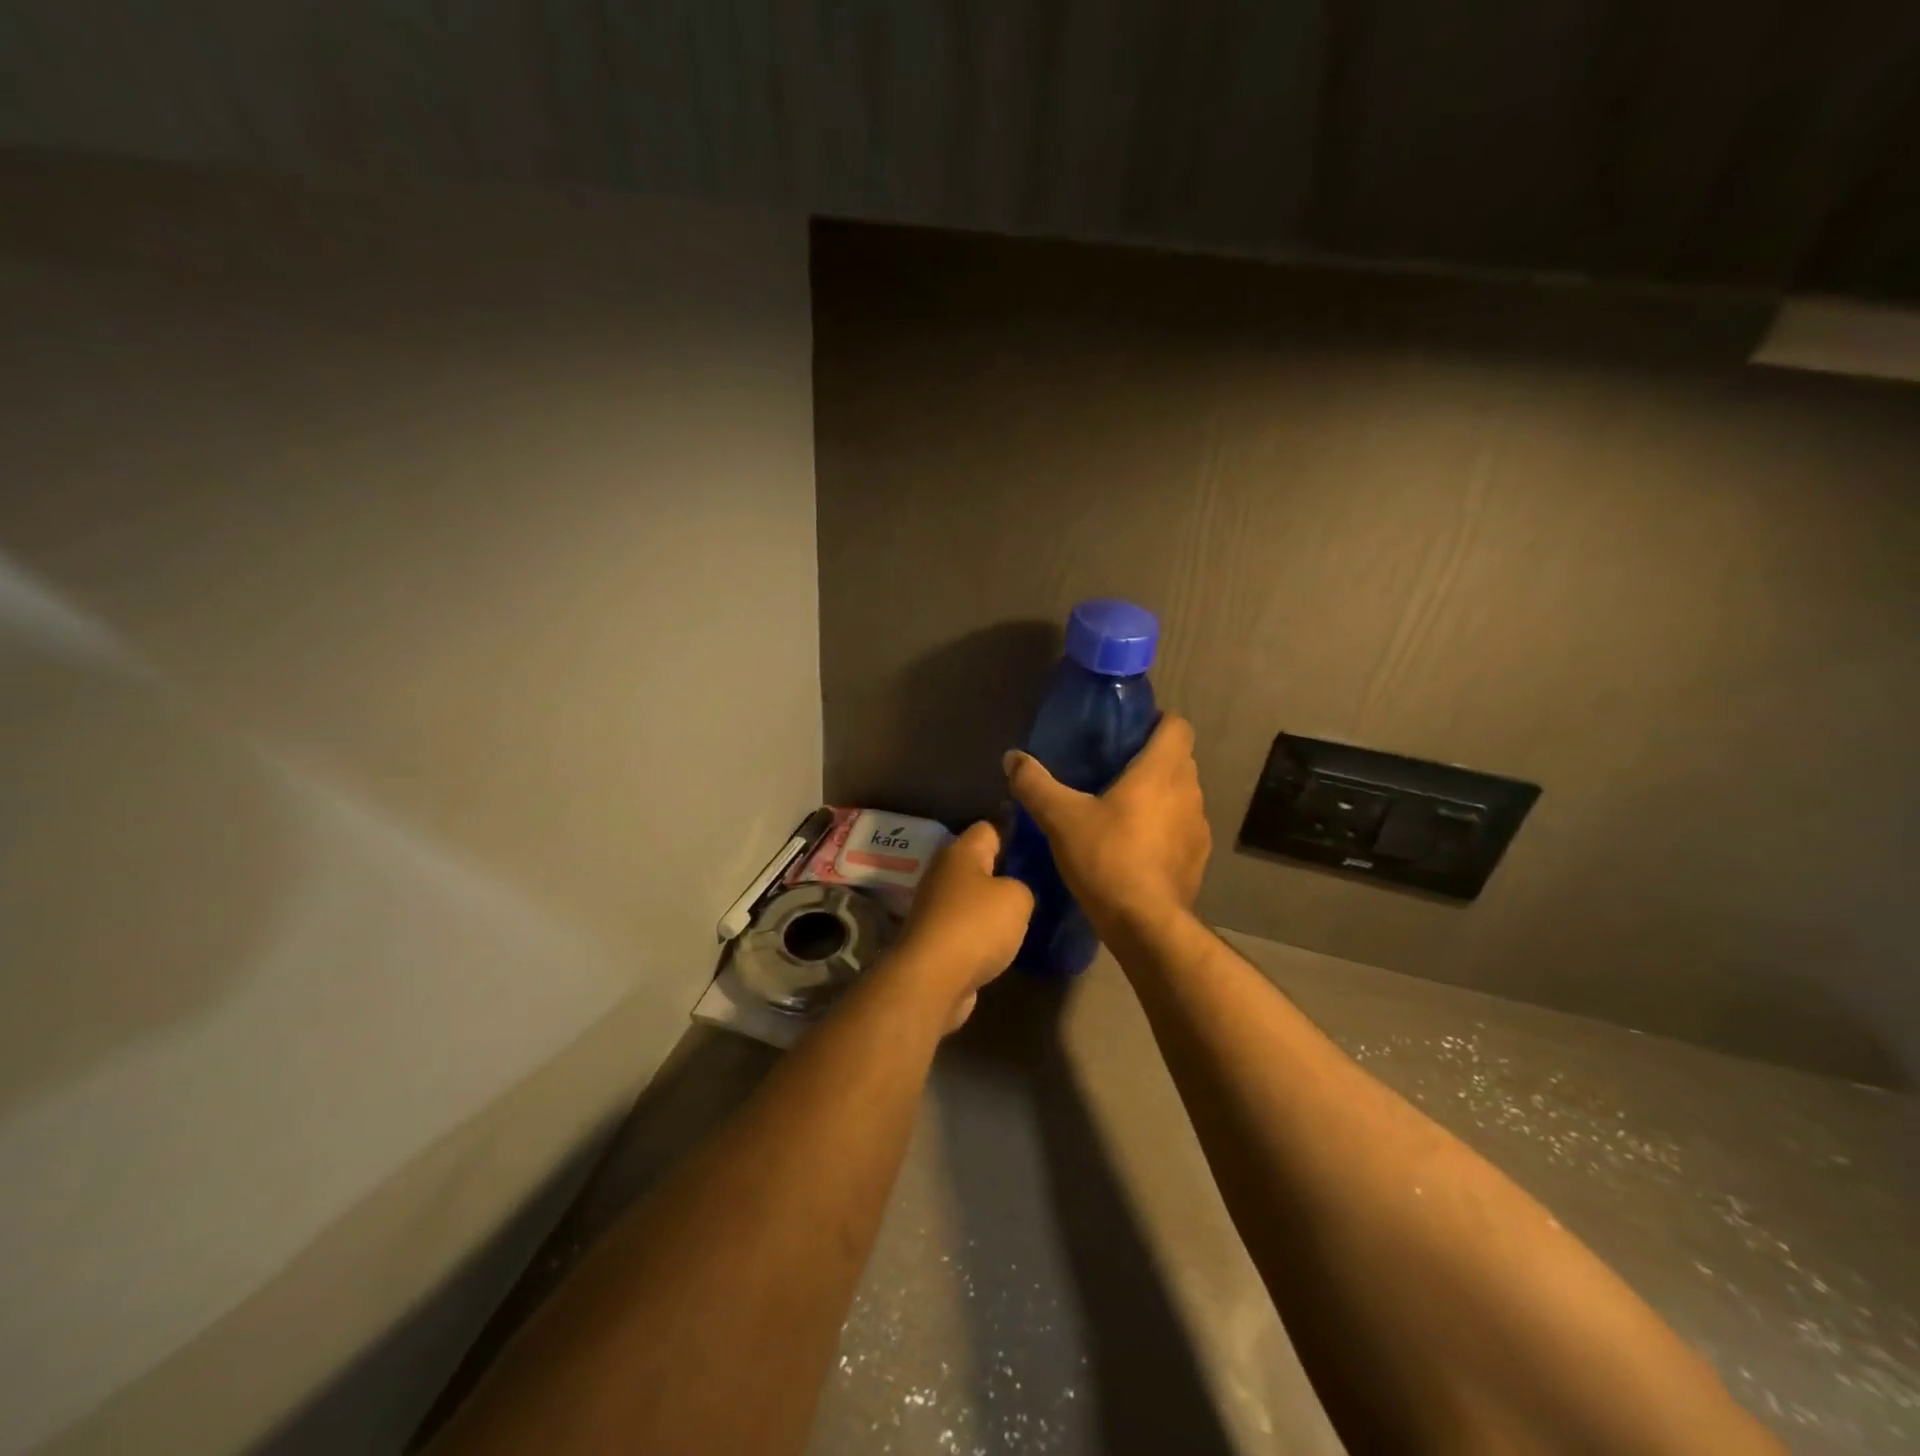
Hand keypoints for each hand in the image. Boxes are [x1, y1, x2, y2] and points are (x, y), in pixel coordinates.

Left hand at [890, 821, 1033, 1031]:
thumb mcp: (1017, 897)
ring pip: (974, 896)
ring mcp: (937, 907)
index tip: (1041, 844)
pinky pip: (968, 925)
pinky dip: (985, 933)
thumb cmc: (976, 925)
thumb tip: (1014, 892)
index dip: (1016, 832)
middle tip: (1041, 880)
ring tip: (1029, 912)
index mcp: (961, 852)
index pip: (990, 827)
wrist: (932, 980)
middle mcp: (944, 873)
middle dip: (1007, 871)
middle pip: (980, 863)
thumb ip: (1023, 885)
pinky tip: (1007, 941)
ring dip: (996, 905)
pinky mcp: (936, 938)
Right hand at [1004, 713, 1210, 940]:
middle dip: (1153, 757)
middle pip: (1179, 758)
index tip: (1129, 731)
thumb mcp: (1061, 818)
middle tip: (1115, 766)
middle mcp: (1188, 791)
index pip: (1177, 726)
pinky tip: (1137, 844)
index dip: (1157, 721)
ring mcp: (1198, 826)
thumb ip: (1035, 784)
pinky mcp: (1198, 857)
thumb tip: (1012, 758)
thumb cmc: (1107, 858)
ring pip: (1183, 794)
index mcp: (1161, 771)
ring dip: (1161, 793)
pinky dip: (1166, 826)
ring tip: (1124, 806)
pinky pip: (1183, 827)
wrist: (1145, 924)